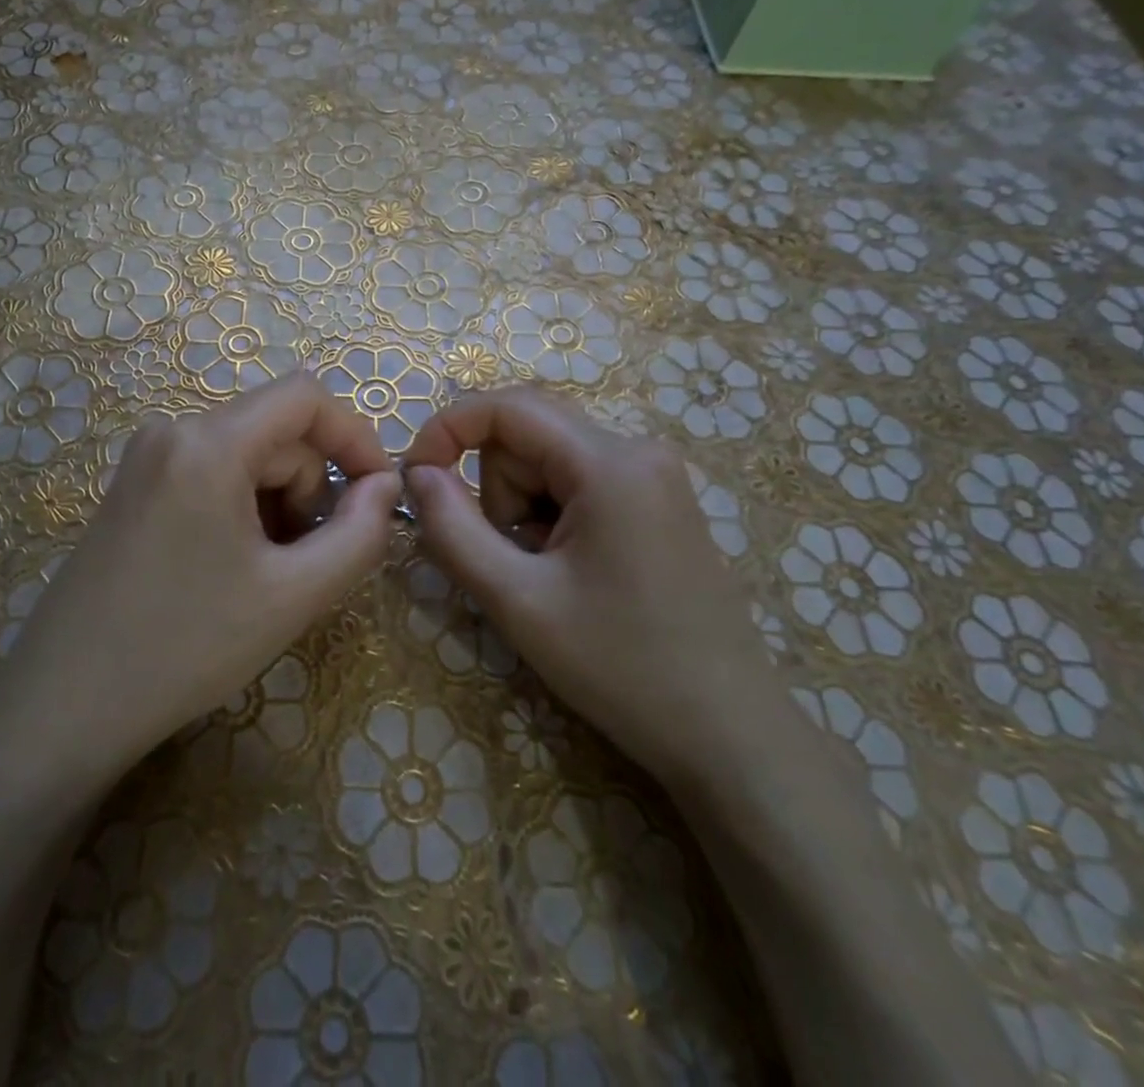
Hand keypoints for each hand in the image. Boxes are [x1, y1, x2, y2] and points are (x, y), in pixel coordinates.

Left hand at [0, 374, 399, 795]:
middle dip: (310, 490)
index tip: (379, 495)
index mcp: (208, 443)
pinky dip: (243, 508)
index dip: (355, 437)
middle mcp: (172, 430)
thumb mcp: (294, 595)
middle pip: (278, 433)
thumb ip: (360, 534)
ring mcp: (146, 457)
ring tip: (266, 574)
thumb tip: (386, 485)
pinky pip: (213, 473)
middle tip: (307, 564)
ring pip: (248, 456)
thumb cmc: (185, 648)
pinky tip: (230, 567)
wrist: (63, 707)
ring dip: (278, 503)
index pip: (306, 397)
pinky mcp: (134, 485)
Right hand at [403, 386, 771, 776]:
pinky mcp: (657, 502)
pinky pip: (577, 484)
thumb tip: (416, 473)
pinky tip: (574, 575)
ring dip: (524, 513)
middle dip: (499, 494)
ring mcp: (653, 475)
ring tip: (549, 578)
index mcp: (609, 462)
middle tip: (515, 564)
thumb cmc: (622, 667)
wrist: (729, 736)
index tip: (415, 479)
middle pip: (526, 438)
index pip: (507, 406)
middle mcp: (637, 450)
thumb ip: (453, 528)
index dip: (447, 429)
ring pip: (546, 464)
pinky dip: (553, 521)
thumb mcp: (518, 601)